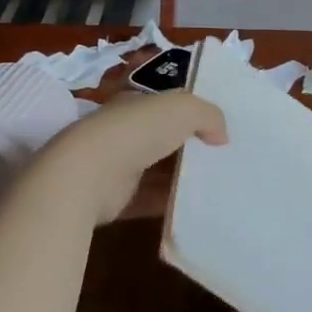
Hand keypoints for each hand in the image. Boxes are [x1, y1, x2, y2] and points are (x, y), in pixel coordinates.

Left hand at [38, 90, 226, 223]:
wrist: (87, 175)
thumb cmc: (137, 131)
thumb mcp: (184, 108)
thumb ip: (209, 115)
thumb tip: (221, 136)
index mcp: (134, 104)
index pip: (165, 104)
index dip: (192, 112)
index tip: (219, 127)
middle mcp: (123, 131)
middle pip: (163, 137)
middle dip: (190, 146)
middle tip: (224, 157)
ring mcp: (117, 165)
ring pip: (158, 169)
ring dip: (182, 176)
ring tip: (217, 184)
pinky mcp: (116, 198)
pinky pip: (149, 200)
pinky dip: (170, 204)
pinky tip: (196, 207)